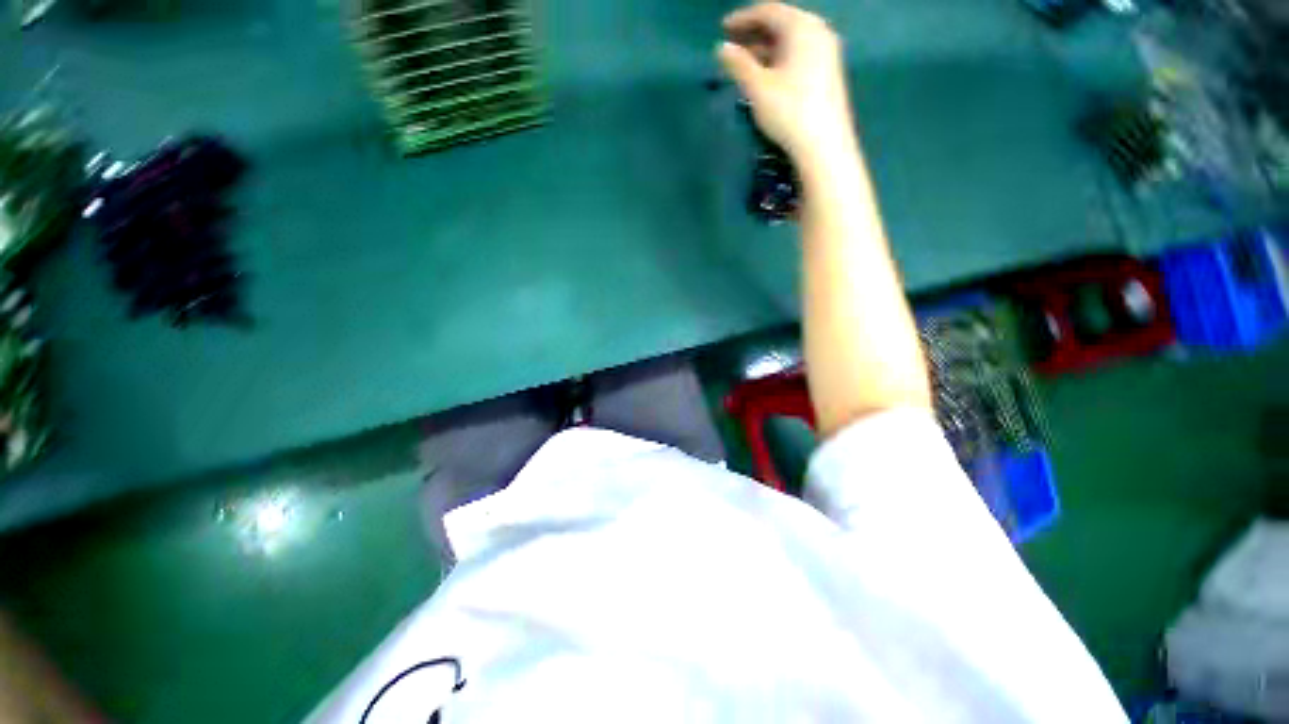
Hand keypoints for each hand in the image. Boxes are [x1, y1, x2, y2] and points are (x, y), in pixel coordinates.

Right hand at [717, 3, 855, 163]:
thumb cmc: (788, 110)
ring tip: (744, 63)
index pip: (768, 11)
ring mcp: (826, 52)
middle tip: (732, 46)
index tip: (723, 28)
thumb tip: (721, 48)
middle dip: (754, 33)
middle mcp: (818, 31)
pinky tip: (767, 76)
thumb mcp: (757, 87)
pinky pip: (799, 55)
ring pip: (790, 41)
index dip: (743, 18)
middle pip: (781, 24)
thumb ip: (738, 64)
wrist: (823, 144)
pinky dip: (779, 59)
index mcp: (801, 26)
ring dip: (766, 48)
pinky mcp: (828, 73)